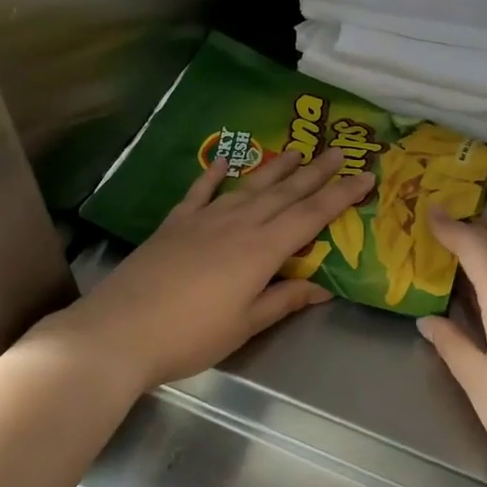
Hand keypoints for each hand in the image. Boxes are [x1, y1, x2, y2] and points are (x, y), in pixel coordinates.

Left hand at [36, 146, 375, 392]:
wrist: (121, 330)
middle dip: (316, 172)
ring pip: (249, 186)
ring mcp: (204, 219)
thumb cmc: (191, 335)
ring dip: (275, 168)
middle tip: (339, 151)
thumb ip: (284, 300)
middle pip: (285, 193)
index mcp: (262, 250)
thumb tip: (323, 289)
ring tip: (296, 151)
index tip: (366, 176)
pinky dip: (215, 173)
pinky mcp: (176, 223)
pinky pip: (201, 191)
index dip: (341, 196)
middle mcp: (238, 224)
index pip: (311, 216)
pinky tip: (227, 159)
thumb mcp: (245, 324)